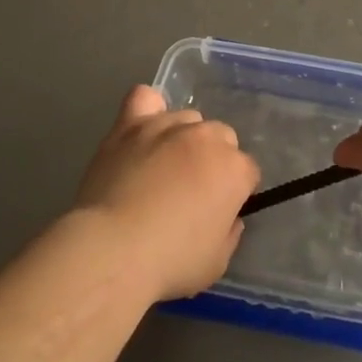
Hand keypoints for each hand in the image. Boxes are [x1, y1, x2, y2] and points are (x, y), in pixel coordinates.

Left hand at [74, 85, 260, 302]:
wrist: (113, 249)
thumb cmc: (170, 262)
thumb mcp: (216, 262)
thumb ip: (229, 233)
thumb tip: (228, 217)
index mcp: (234, 170)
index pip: (248, 171)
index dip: (235, 192)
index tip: (219, 212)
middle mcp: (206, 137)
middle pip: (221, 137)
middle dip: (213, 160)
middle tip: (191, 191)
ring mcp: (167, 125)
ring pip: (188, 118)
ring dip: (183, 139)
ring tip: (162, 167)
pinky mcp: (131, 123)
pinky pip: (145, 98)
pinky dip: (148, 109)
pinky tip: (143, 129)